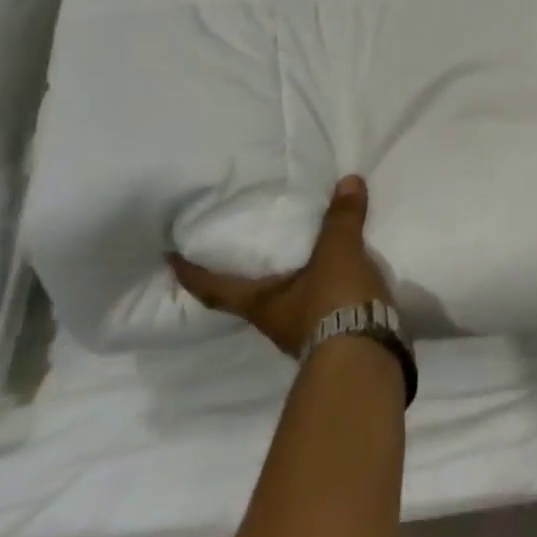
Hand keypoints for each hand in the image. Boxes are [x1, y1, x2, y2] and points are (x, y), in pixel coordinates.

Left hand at [168, 175, 393, 357]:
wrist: (366, 357)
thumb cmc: (333, 303)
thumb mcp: (337, 253)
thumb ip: (341, 219)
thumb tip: (348, 180)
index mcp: (260, 303)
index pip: (214, 288)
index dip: (191, 274)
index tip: (170, 258)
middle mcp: (273, 320)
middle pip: (247, 296)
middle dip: (241, 275)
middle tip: (240, 244)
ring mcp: (302, 333)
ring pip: (284, 300)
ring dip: (285, 280)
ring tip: (293, 252)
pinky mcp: (332, 336)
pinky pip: (317, 304)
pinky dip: (318, 286)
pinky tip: (331, 272)